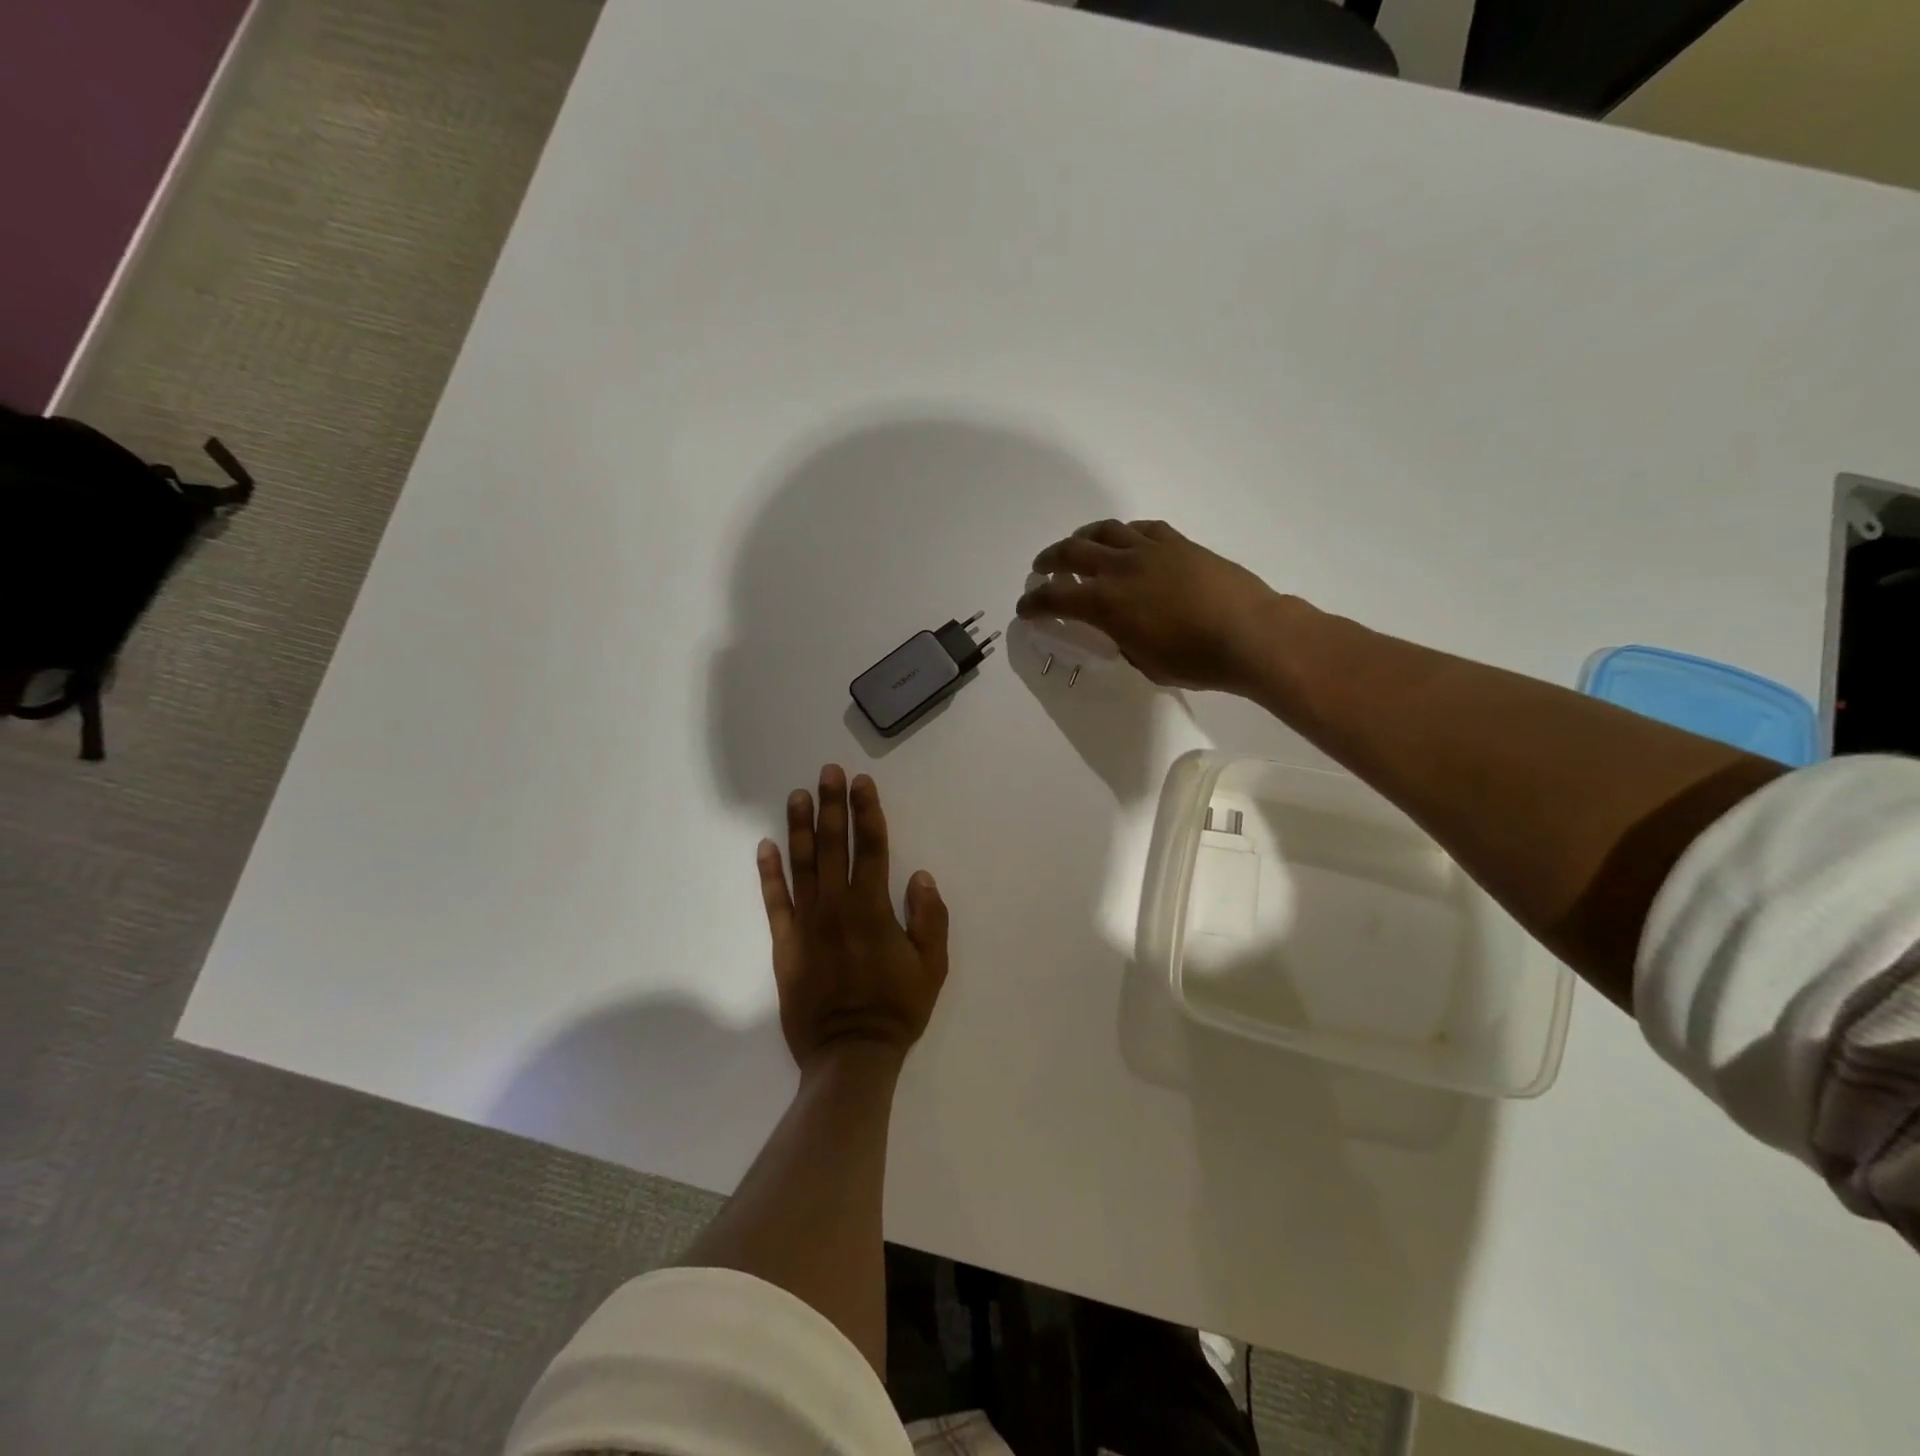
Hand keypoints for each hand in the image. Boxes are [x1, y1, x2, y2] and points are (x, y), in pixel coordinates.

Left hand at [757, 765, 949, 1073]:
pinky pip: (774, 901)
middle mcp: (837, 906)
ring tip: (798, 795)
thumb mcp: (932, 967)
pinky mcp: (784, 943)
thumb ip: (929, 918)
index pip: (872, 847)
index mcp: (873, 908)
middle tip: (828, 771)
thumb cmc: (896, 1008)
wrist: (850, 1054)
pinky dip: (769, 872)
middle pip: (835, 845)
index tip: (862, 783)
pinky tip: (765, 846)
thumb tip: (920, 874)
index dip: (867, 812)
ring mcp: (806, 922)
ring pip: (802, 864)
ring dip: (801, 827)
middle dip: (833, 805)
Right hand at [1016, 520, 1286, 693]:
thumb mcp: (1144, 661)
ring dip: (1082, 538)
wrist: (1250, 634)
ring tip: (1076, 546)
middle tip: (1041, 569)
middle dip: (1049, 560)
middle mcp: (1120, 568)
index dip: (1034, 604)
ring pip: (1104, 531)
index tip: (1024, 609)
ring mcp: (1150, 550)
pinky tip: (1123, 540)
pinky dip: (1122, 533)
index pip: (1055, 599)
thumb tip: (1117, 629)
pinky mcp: (1177, 542)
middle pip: (1071, 552)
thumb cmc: (1195, 660)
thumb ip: (1121, 640)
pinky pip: (1140, 528)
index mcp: (1106, 604)